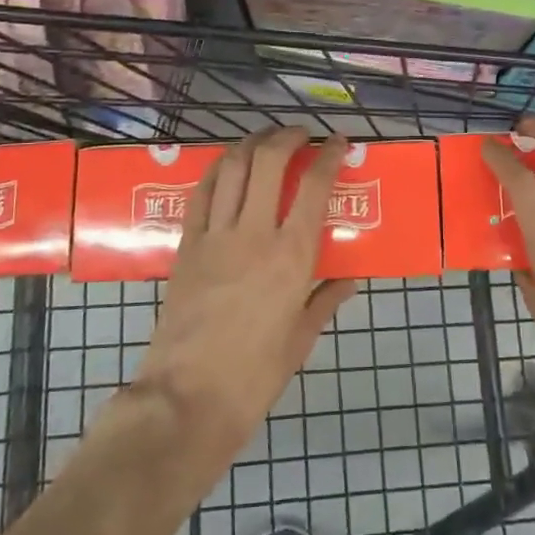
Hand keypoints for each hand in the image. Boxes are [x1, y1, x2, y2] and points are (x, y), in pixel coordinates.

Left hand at [134, 128, 355, 463]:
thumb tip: (348, 280)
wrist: (187, 398)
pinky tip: (226, 165)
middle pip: (269, 161)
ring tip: (266, 139)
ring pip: (232, 168)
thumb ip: (325, 301)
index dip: (330, 156)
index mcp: (291, 256)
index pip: (314, 187)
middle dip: (287, 136)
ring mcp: (215, 236)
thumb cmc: (254, 376)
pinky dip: (216, 170)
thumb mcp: (300, 339)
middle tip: (301, 135)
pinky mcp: (186, 245)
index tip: (340, 144)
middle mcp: (254, 234)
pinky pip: (201, 194)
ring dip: (251, 143)